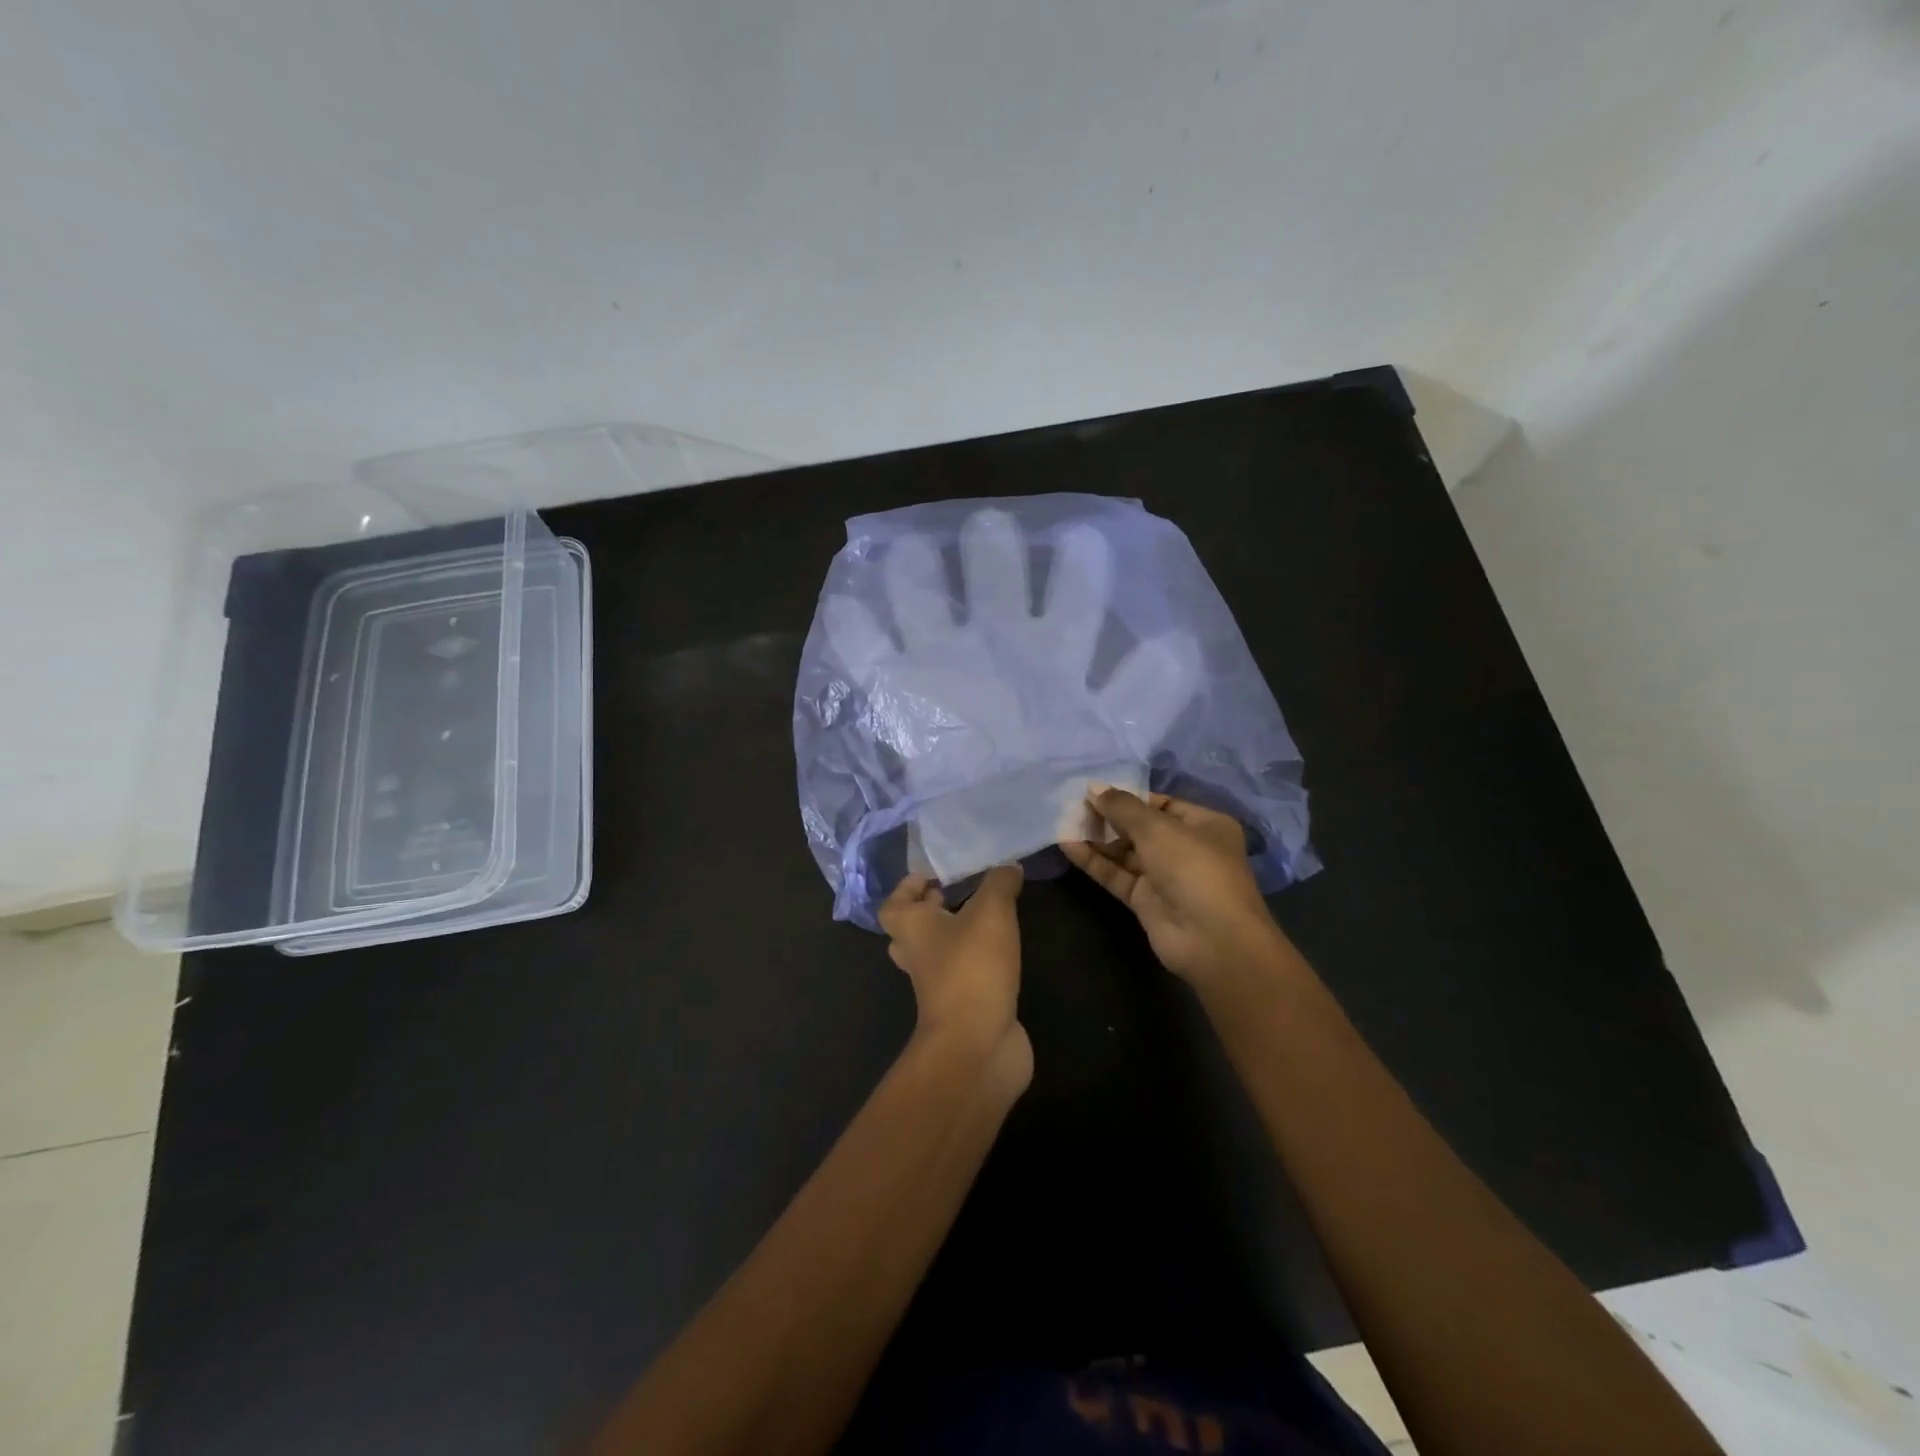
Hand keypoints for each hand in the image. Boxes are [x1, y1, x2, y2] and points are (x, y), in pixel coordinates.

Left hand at [878, 865, 1031, 1091]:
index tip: (930, 876)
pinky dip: (976, 963)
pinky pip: (963, 977)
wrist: (977, 1045)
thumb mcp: (991, 912)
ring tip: (984, 917)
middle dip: (930, 912)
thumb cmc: (971, 968)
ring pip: (936, 955)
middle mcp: (918, 957)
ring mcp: (938, 987)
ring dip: (953, 937)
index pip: (893, 906)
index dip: (906, 889)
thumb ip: (1000, 883)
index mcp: (912, 930)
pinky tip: (1002, 951)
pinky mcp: (963, 1008)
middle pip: (911, 931)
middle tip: (956, 894)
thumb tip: (1009, 866)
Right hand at [1061, 789, 1283, 988]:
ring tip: (1065, 822)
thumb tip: (1094, 787)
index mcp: (1204, 825)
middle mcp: (1187, 848)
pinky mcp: (1146, 901)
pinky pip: (1117, 875)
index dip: (1129, 797)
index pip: (1161, 804)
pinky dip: (1095, 861)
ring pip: (1126, 852)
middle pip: (1141, 827)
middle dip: (1109, 817)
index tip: (1095, 791)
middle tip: (1074, 805)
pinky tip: (1068, 845)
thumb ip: (1122, 807)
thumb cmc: (1193, 868)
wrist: (1211, 939)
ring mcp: (1166, 877)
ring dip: (1098, 838)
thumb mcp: (1157, 828)